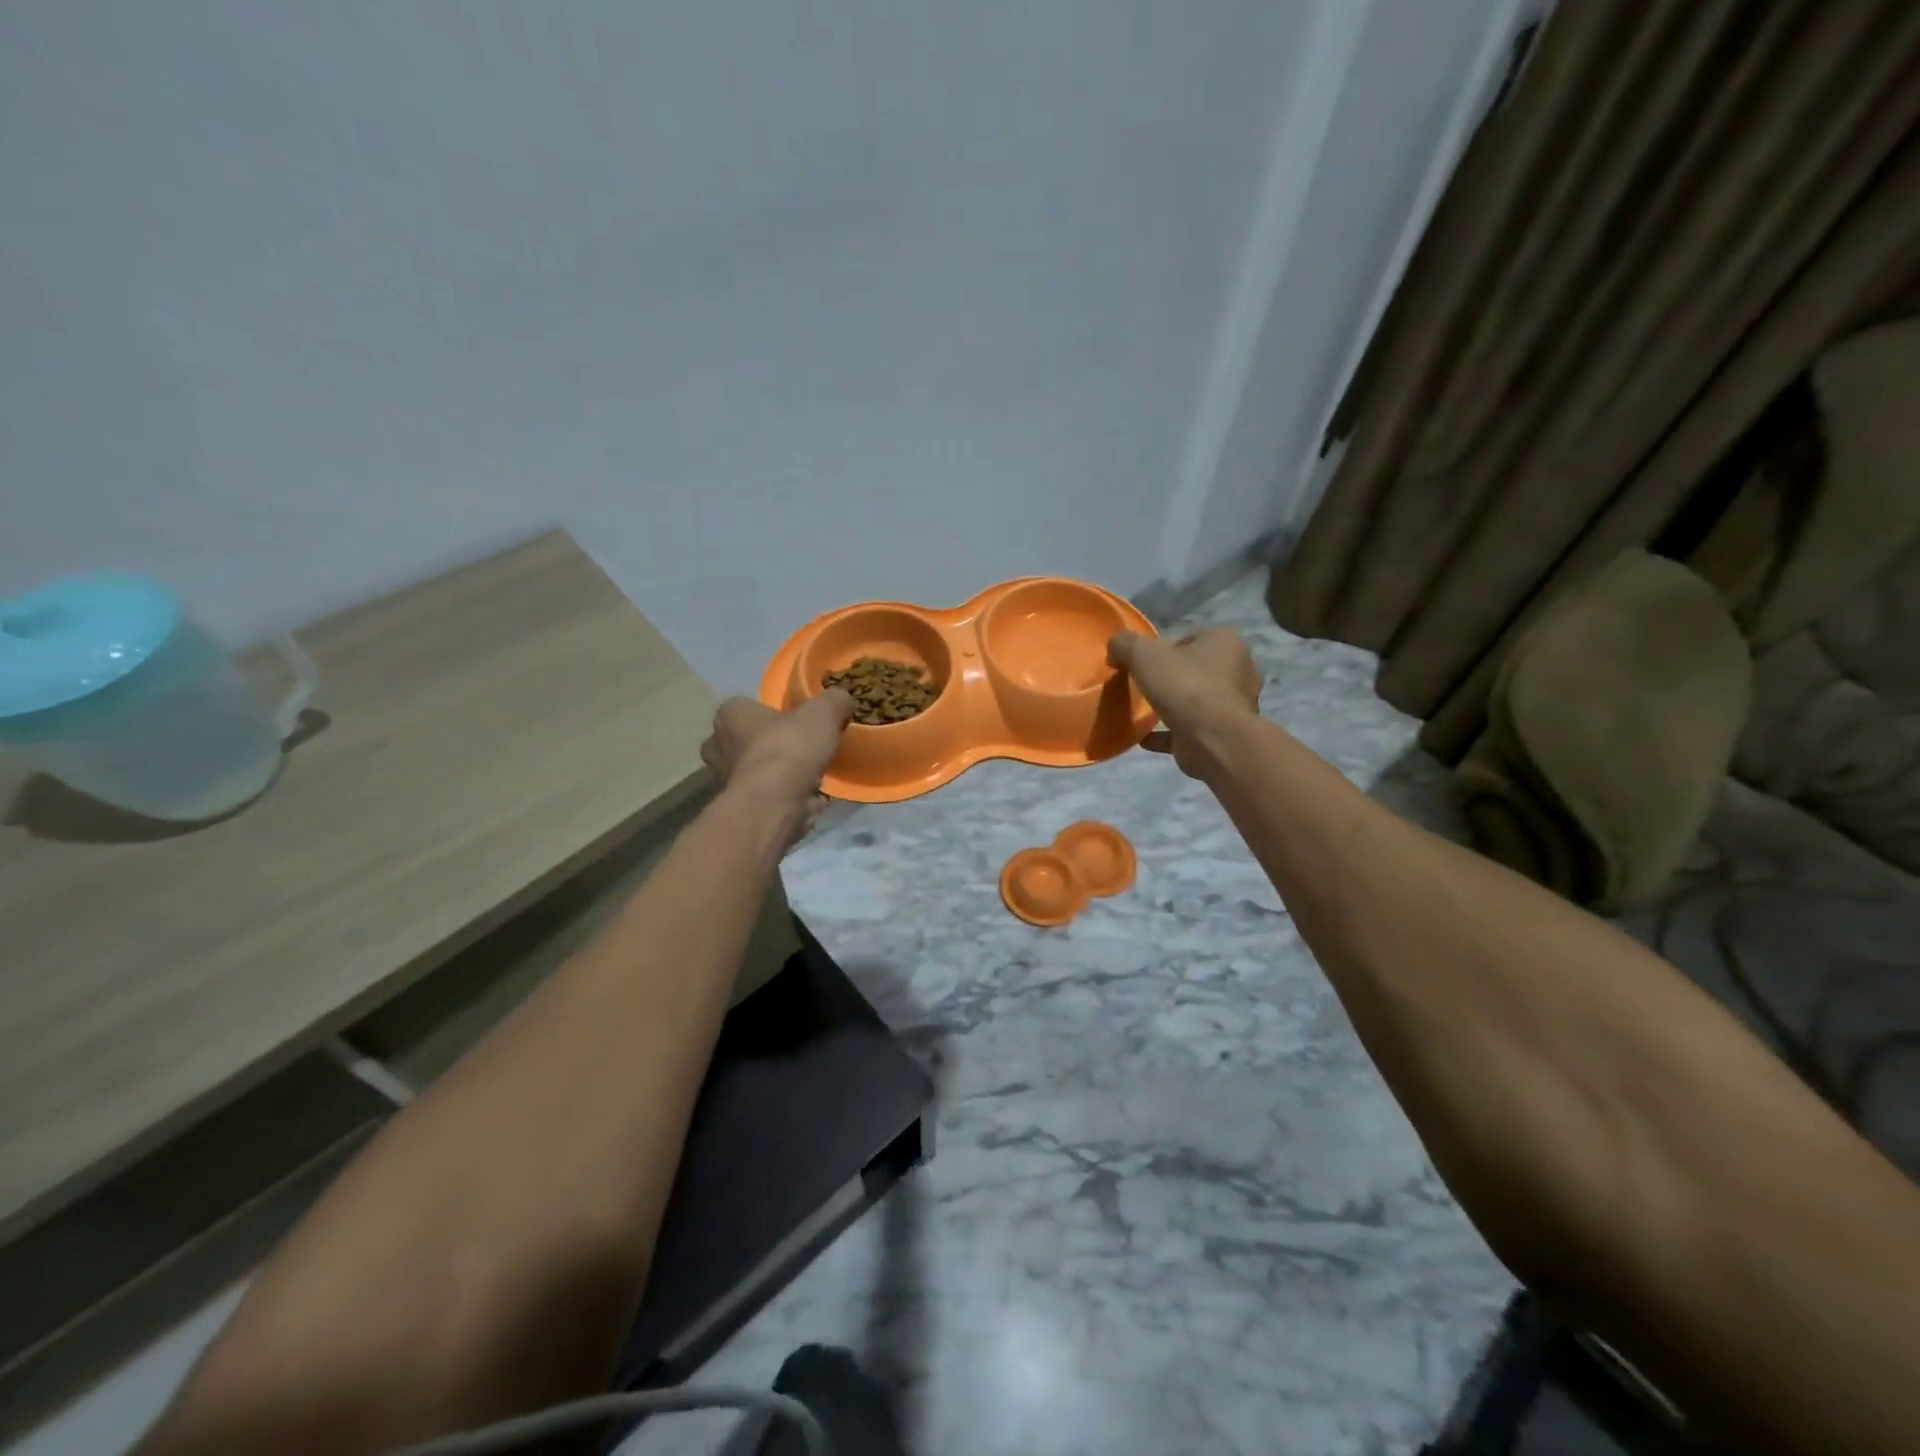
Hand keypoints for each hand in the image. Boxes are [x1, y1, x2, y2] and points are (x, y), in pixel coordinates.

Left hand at [700, 691, 853, 846]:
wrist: (774, 804)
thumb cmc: (790, 748)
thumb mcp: (823, 712)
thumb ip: (834, 701)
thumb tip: (841, 699)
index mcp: (729, 715)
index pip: (748, 707)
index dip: (775, 713)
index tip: (799, 722)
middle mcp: (717, 746)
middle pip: (749, 740)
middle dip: (774, 745)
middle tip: (805, 750)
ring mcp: (723, 780)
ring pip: (756, 772)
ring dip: (779, 775)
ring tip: (812, 777)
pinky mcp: (738, 809)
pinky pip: (765, 798)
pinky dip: (784, 798)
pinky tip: (809, 800)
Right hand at [1109, 627, 1261, 777]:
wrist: (1212, 738)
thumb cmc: (1184, 685)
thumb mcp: (1143, 653)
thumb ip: (1125, 644)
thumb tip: (1116, 646)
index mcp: (1225, 641)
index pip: (1189, 637)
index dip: (1162, 648)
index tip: (1142, 663)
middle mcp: (1238, 669)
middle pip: (1194, 668)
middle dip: (1170, 677)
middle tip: (1143, 686)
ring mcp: (1234, 704)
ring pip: (1195, 699)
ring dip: (1173, 705)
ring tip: (1144, 711)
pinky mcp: (1224, 733)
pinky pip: (1190, 729)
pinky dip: (1169, 733)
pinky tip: (1145, 738)